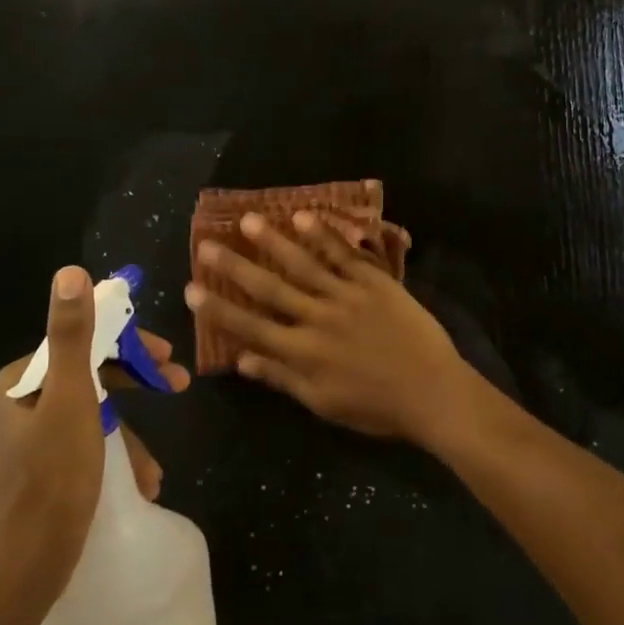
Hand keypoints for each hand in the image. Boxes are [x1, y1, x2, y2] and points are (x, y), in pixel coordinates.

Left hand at [0, 267, 189, 614]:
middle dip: (136, 383)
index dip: (129, 345)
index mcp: (21, 383)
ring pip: (93, 415)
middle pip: (89, 376)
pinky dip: (115, 459)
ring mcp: (30, 441)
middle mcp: (20, 405)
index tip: (167, 356)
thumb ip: (72, 334)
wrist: (24, 575)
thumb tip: (70, 271)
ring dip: (130, 435)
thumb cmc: (52, 479)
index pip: (82, 342)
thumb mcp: (71, 399)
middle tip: (180, 384)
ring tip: (156, 469)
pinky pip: (86, 448)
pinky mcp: (42, 473)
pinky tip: (140, 485)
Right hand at [185, 211, 482, 447]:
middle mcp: (318, 319)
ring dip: (274, 241)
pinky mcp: (374, 283)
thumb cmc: (376, 407)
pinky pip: (344, 255)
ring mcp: (347, 296)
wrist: (432, 391)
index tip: (192, 288)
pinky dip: (324, 235)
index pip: (251, 327)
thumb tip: (242, 360)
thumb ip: (282, 379)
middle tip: (208, 244)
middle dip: (236, 267)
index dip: (218, 309)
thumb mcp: (323, 404)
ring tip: (250, 220)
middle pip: (270, 289)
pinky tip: (303, 218)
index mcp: (303, 354)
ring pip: (303, 264)